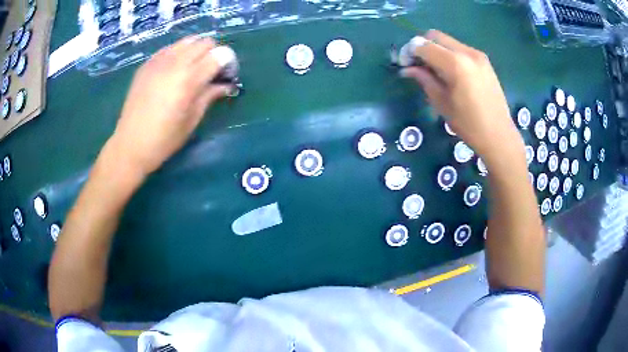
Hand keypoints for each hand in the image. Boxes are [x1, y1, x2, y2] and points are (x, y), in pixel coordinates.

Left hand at [105, 36, 230, 176]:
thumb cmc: (164, 139)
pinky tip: (174, 70)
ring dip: (196, 50)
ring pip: (188, 40)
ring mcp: (158, 61)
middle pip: (205, 42)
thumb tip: (225, 85)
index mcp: (189, 79)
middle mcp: (175, 63)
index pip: (220, 55)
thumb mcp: (192, 120)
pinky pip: (170, 48)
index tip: (226, 75)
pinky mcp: (147, 64)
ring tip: (192, 68)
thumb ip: (210, 95)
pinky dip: (179, 53)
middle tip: (210, 72)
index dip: (227, 63)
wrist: (130, 144)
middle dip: (213, 53)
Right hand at [401, 30, 523, 163]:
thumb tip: (407, 69)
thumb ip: (424, 79)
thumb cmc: (468, 124)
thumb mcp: (441, 103)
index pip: (423, 45)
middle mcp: (467, 52)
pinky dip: (449, 54)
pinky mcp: (484, 61)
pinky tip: (451, 73)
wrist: (499, 135)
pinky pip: (460, 49)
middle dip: (422, 46)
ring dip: (436, 50)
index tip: (405, 65)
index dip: (409, 52)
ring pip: (448, 41)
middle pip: (435, 36)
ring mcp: (478, 55)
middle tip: (418, 65)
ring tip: (435, 71)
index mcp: (455, 64)